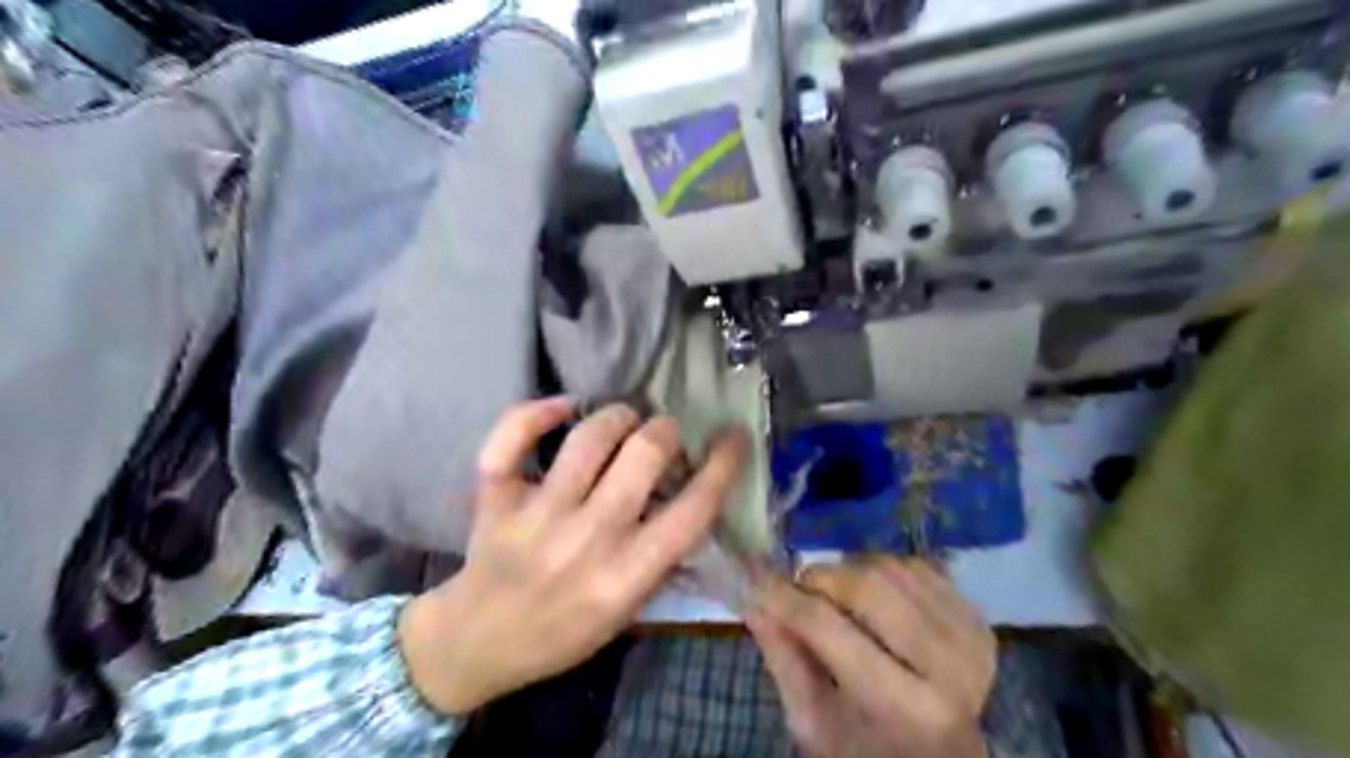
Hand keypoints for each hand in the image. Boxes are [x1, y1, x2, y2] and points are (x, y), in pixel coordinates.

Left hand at [398, 400, 749, 712]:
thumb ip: (662, 558)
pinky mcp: (495, 498)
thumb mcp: (629, 610)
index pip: (693, 510)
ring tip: (624, 419)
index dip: (724, 465)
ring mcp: (536, 516)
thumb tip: (691, 496)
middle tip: (662, 435)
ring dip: (617, 415)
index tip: (733, 436)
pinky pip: (511, 439)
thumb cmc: (564, 631)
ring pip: (588, 437)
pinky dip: (536, 411)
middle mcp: (587, 539)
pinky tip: (563, 406)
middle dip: (664, 431)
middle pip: (644, 455)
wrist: (477, 643)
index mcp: (627, 575)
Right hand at [749, 557, 988, 757]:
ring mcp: (970, 636)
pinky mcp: (977, 617)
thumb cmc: (867, 749)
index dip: (785, 598)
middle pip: (867, 586)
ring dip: (851, 573)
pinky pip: (915, 565)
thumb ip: (783, 657)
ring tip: (840, 601)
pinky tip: (876, 601)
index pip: (829, 629)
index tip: (754, 580)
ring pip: (890, 567)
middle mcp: (949, 667)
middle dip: (821, 579)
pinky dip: (883, 571)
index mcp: (904, 709)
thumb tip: (752, 597)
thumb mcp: (814, 721)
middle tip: (803, 592)